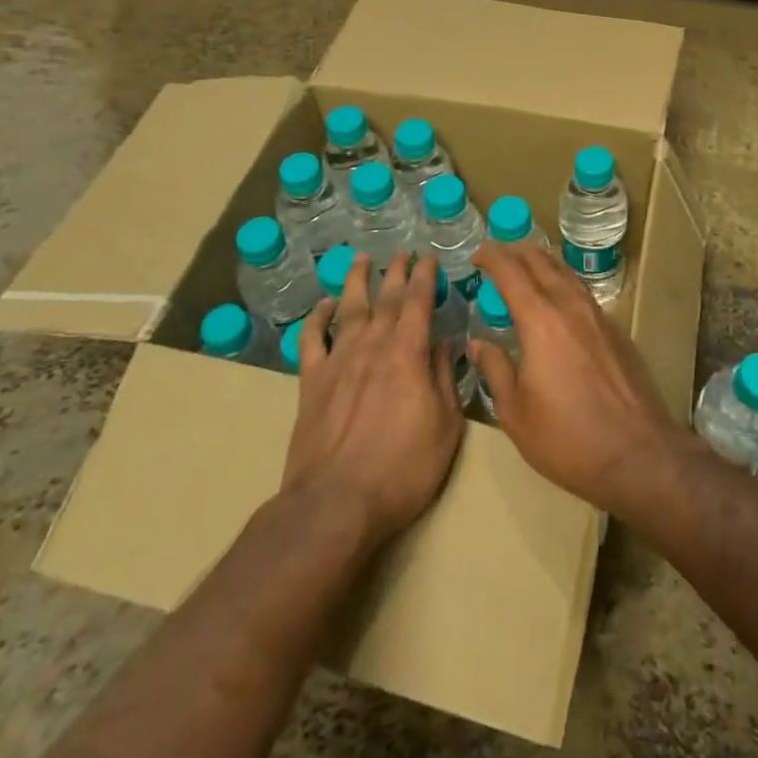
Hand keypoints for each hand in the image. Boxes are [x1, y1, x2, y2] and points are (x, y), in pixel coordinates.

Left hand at [280, 253, 463, 548]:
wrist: (335, 504)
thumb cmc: (402, 470)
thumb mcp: (445, 427)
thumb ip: (444, 379)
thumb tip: (443, 343)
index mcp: (407, 354)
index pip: (418, 303)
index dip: (425, 277)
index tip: (429, 258)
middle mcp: (372, 346)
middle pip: (385, 299)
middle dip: (396, 272)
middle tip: (403, 253)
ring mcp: (338, 362)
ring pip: (348, 309)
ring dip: (356, 281)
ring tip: (361, 259)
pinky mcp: (311, 383)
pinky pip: (312, 340)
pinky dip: (317, 318)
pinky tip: (323, 306)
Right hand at [468, 241, 685, 516]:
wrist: (638, 454)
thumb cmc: (567, 438)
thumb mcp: (515, 412)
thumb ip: (495, 370)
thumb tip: (479, 344)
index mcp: (540, 320)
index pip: (511, 271)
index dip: (491, 256)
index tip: (477, 254)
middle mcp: (571, 306)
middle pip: (542, 261)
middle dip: (516, 252)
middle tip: (498, 257)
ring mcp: (599, 316)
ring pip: (567, 273)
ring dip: (543, 264)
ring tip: (527, 271)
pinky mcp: (618, 331)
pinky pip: (584, 294)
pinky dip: (564, 285)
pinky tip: (560, 304)